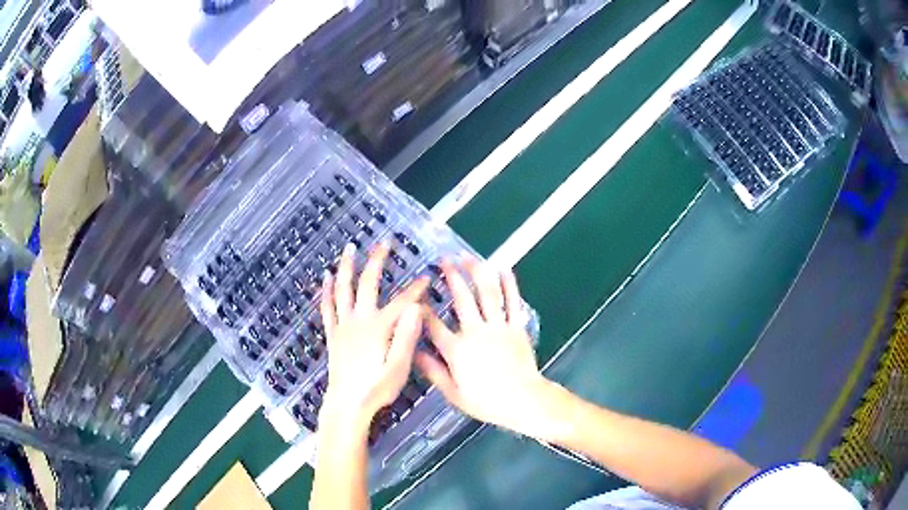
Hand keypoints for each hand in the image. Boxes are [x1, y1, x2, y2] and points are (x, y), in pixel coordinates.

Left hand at [319, 243, 427, 432]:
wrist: (347, 405)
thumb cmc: (377, 389)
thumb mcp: (399, 367)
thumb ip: (407, 336)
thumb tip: (417, 308)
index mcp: (378, 328)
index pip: (402, 302)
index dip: (416, 289)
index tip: (427, 277)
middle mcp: (359, 320)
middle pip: (368, 284)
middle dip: (377, 261)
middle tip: (384, 242)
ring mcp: (343, 326)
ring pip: (343, 289)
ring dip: (347, 267)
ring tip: (349, 248)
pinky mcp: (333, 334)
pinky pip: (327, 307)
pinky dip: (326, 291)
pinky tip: (325, 278)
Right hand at [415, 258, 548, 436]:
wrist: (523, 400)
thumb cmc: (486, 401)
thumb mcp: (453, 393)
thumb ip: (433, 371)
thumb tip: (414, 353)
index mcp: (457, 350)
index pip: (434, 325)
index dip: (423, 309)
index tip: (416, 296)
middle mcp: (476, 332)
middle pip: (462, 298)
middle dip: (451, 276)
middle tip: (444, 260)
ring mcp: (498, 327)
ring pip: (487, 293)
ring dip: (477, 273)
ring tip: (468, 257)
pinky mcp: (517, 327)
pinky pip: (512, 302)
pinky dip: (509, 284)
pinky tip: (504, 269)